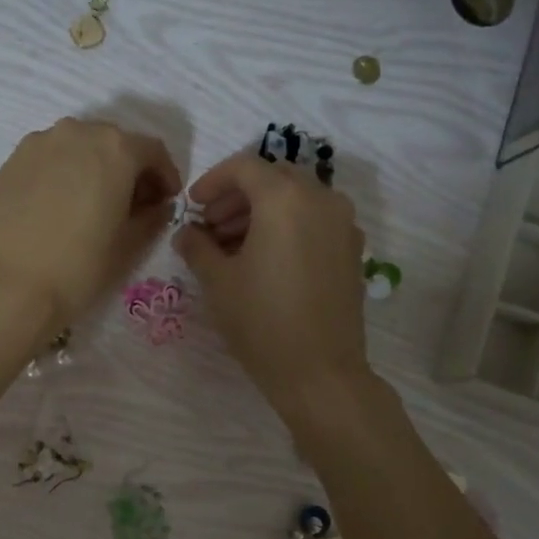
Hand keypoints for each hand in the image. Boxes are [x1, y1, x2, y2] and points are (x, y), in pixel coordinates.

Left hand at [0, 118, 181, 334]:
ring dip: (94, 167)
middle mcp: (78, 132)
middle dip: (129, 169)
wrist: (11, 285)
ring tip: (93, 203)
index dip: (165, 175)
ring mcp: (40, 143)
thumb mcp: (129, 245)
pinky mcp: (13, 161)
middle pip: (114, 143)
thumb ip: (152, 217)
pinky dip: (63, 172)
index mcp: (116, 148)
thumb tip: (157, 205)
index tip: (165, 200)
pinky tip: (60, 204)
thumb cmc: (80, 266)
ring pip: (78, 147)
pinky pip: (49, 158)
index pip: (152, 151)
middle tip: (131, 204)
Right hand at [173, 153, 370, 416]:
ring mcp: (343, 224)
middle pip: (273, 179)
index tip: (193, 206)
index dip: (212, 181)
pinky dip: (287, 226)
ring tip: (233, 246)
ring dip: (262, 211)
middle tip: (210, 226)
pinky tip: (266, 260)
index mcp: (284, 199)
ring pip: (297, 199)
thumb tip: (187, 233)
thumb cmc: (261, 321)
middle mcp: (320, 199)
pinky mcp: (351, 250)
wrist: (319, 371)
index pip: (244, 167)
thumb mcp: (217, 281)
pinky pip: (315, 221)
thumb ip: (197, 247)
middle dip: (238, 196)